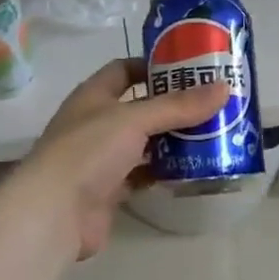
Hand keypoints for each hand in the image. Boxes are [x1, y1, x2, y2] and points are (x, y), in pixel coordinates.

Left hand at [17, 58, 229, 260]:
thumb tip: (224, 88)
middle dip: (173, 106)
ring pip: (143, 143)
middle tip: (212, 104)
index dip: (154, 66)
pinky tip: (192, 169)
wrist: (55, 213)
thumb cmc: (89, 151)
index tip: (190, 68)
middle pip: (139, 108)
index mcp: (93, 96)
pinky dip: (163, 171)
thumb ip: (178, 106)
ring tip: (211, 134)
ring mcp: (101, 158)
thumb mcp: (135, 119)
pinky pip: (142, 174)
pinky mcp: (109, 190)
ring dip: (172, 140)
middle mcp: (96, 123)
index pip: (124, 70)